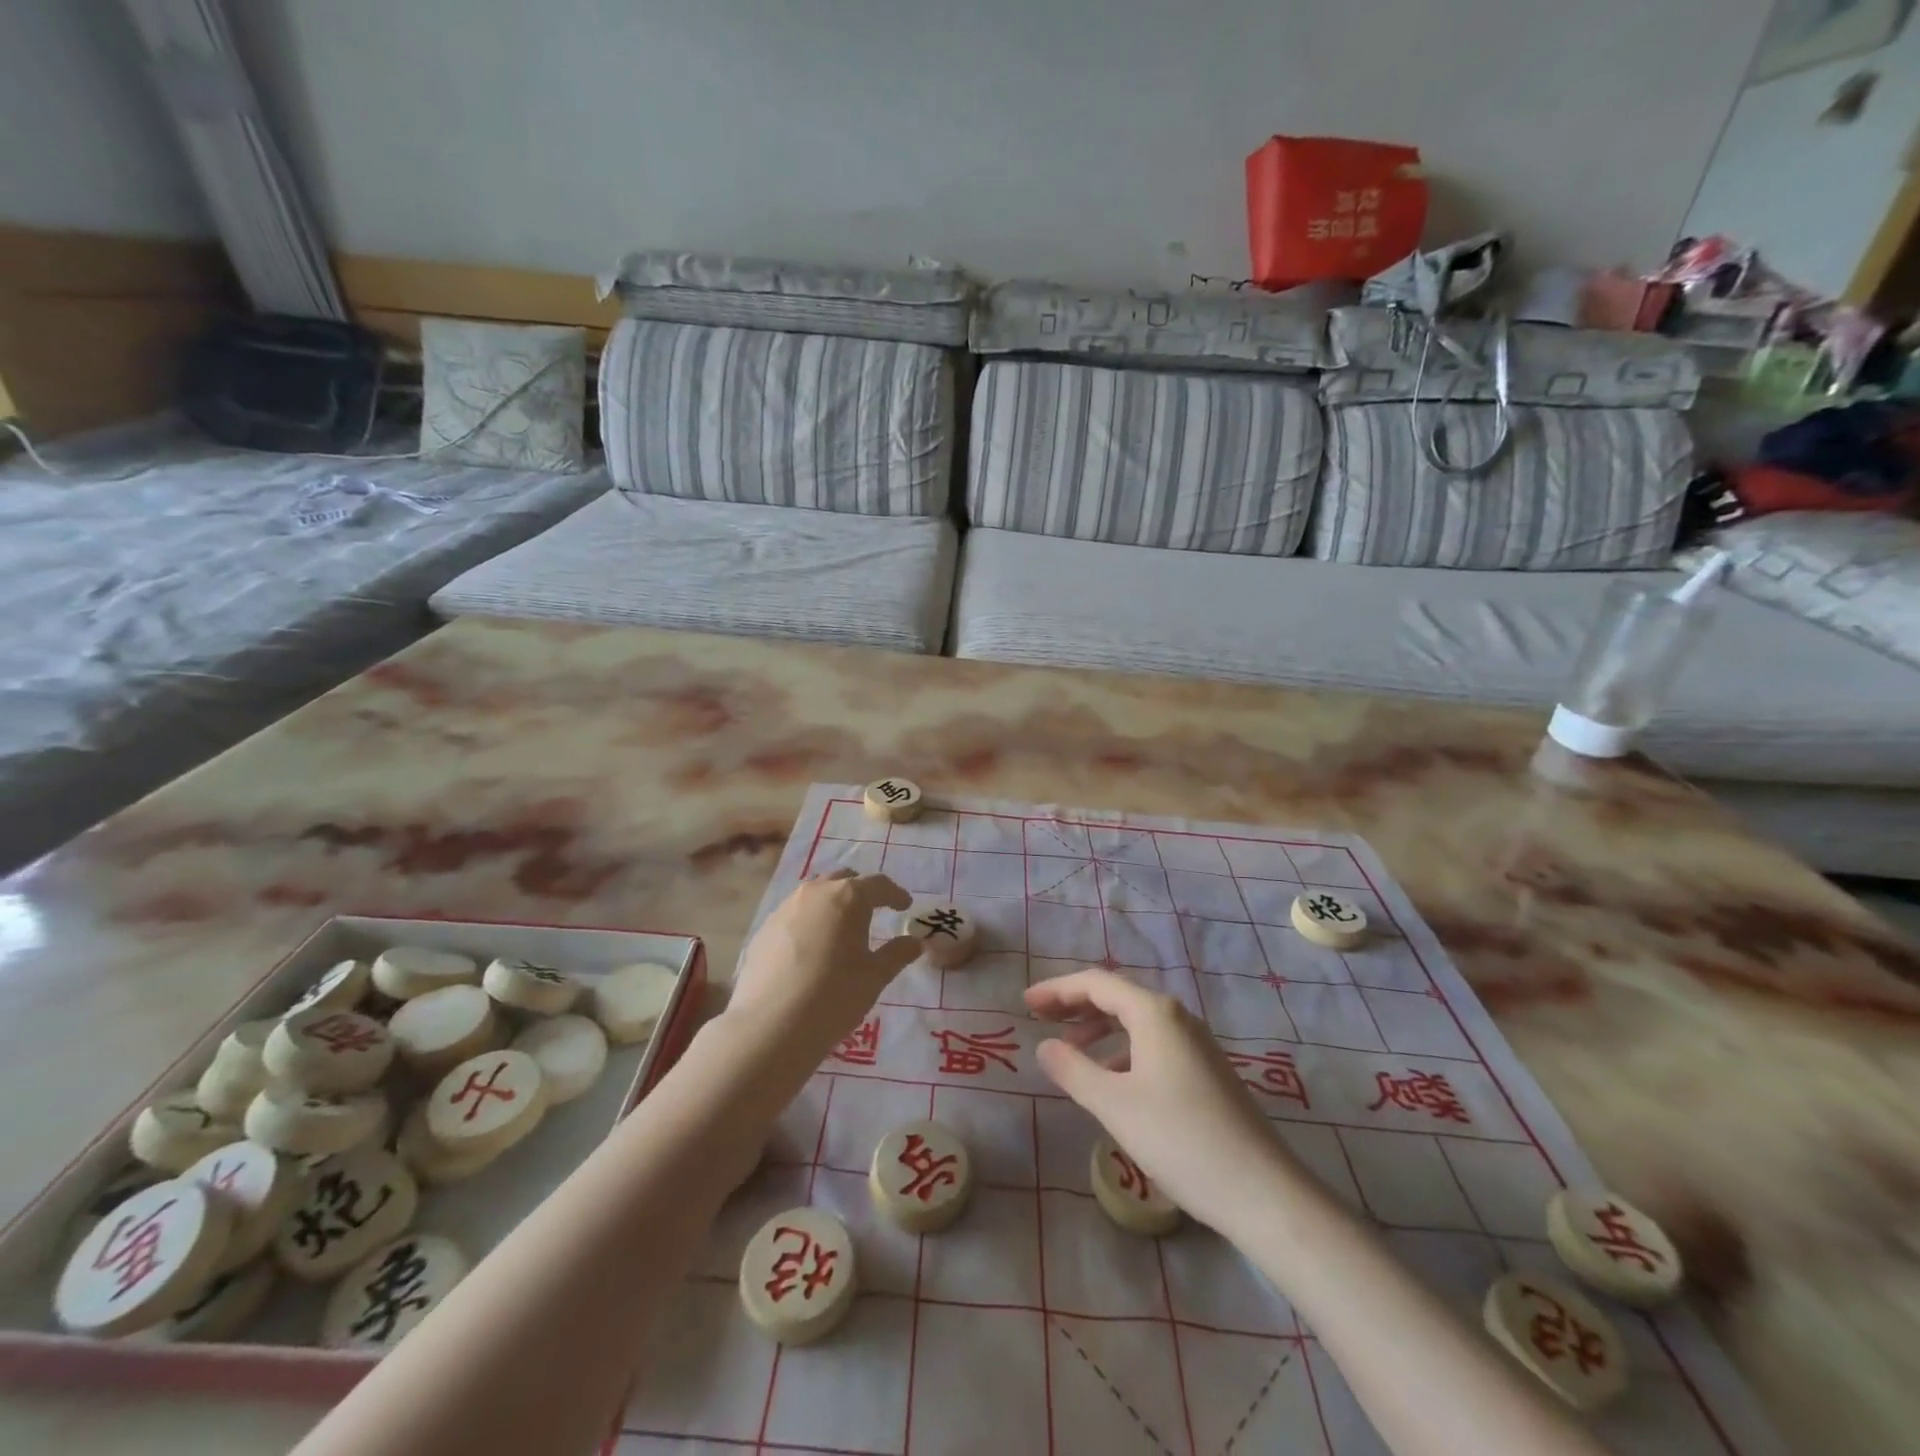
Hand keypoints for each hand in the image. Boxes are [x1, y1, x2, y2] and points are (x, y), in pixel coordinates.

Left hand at [727, 870, 918, 1060]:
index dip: (895, 894)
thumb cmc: (834, 995)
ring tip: (841, 928)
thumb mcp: (875, 977)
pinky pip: (794, 914)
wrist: (770, 1025)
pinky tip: (811, 947)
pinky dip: (809, 922)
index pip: (878, 884)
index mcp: (848, 896)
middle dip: (861, 892)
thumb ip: (897, 954)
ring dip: (832, 904)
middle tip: (874, 911)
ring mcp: (785, 908)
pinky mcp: (764, 928)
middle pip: (844, 880)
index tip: (905, 906)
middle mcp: (816, 892)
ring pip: (816, 895)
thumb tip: (914, 942)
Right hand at [1025, 969, 1298, 1232]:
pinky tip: (1112, 1081)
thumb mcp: (1114, 1105)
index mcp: (1154, 1013)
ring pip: (1136, 1022)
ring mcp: (1196, 1044)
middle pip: (1117, 996)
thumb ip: (1073, 1070)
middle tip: (1040, 1019)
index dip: (1057, 990)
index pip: (1096, 983)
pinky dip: (1122, 1050)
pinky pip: (1153, 1044)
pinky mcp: (1206, 1072)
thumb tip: (1044, 1046)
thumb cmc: (1181, 1139)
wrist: (1262, 1191)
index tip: (1026, 1004)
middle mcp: (1177, 1017)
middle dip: (1076, 1005)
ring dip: (1099, 1029)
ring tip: (1070, 1053)